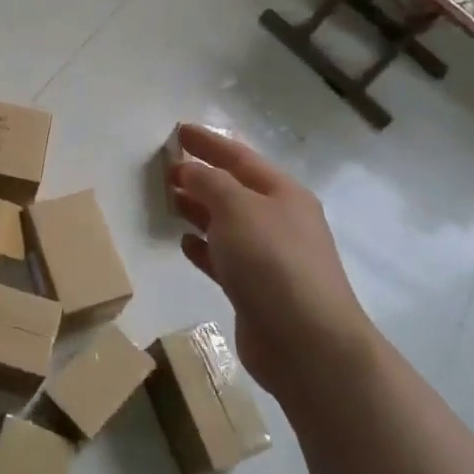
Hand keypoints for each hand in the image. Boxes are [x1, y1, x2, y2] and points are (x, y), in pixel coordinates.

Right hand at [170, 125, 373, 399]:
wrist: (307, 343)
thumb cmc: (272, 262)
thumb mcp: (237, 208)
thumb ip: (209, 182)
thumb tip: (189, 170)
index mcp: (282, 193)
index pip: (239, 157)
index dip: (209, 142)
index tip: (179, 130)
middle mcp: (279, 221)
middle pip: (234, 189)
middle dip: (201, 176)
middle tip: (165, 168)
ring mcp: (270, 257)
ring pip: (227, 223)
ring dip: (198, 210)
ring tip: (168, 200)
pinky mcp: (256, 290)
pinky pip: (224, 258)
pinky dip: (203, 247)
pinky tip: (183, 243)